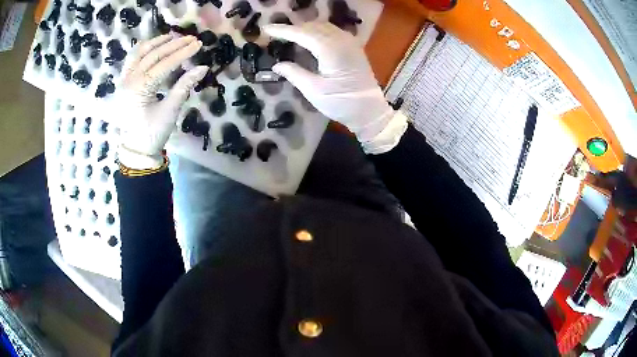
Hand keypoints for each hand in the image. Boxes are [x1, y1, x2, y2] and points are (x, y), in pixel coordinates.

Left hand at [115, 34, 207, 168]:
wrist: (135, 150)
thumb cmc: (152, 133)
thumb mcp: (170, 111)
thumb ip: (184, 86)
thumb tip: (203, 68)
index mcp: (139, 89)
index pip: (164, 64)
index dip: (182, 53)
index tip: (198, 44)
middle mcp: (129, 81)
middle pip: (152, 55)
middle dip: (172, 44)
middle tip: (190, 38)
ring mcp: (124, 81)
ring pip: (139, 53)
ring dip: (156, 43)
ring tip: (172, 37)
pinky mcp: (123, 83)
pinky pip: (132, 60)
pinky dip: (143, 51)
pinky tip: (153, 46)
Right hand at [263, 22, 407, 153]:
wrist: (370, 111)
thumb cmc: (341, 103)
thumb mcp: (314, 91)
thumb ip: (294, 73)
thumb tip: (277, 65)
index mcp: (330, 49)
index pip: (301, 33)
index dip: (282, 30)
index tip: (265, 29)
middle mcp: (341, 40)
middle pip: (312, 26)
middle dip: (292, 28)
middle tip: (274, 33)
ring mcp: (349, 42)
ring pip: (322, 26)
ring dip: (304, 28)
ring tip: (289, 35)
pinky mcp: (353, 46)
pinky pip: (332, 31)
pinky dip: (317, 31)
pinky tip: (309, 38)